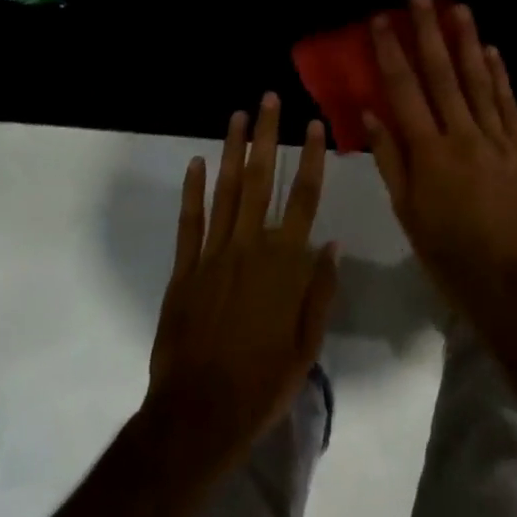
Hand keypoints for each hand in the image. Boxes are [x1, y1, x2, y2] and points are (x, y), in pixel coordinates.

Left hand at [146, 94, 337, 474]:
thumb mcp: (307, 346)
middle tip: (267, 100)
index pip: (303, 198)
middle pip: (260, 180)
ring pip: (224, 191)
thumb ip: (320, 292)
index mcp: (283, 264)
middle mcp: (249, 247)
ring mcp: (213, 255)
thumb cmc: (261, 384)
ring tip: (236, 116)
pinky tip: (195, 162)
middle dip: (265, 136)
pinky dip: (192, 191)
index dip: (310, 158)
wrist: (198, 417)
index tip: (314, 124)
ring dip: (231, 150)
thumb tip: (332, 244)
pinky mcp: (184, 270)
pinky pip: (189, 223)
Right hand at [365, 0, 516, 323]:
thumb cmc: (446, 252)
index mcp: (430, 153)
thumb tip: (370, 111)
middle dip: (429, 31)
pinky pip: (509, 104)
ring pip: (480, 81)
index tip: (382, 20)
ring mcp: (499, 139)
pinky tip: (491, 50)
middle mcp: (464, 136)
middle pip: (443, 74)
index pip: (405, 91)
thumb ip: (389, 157)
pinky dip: (499, 75)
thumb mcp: (406, 211)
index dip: (392, 52)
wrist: (508, 283)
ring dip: (467, 41)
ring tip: (458, 7)